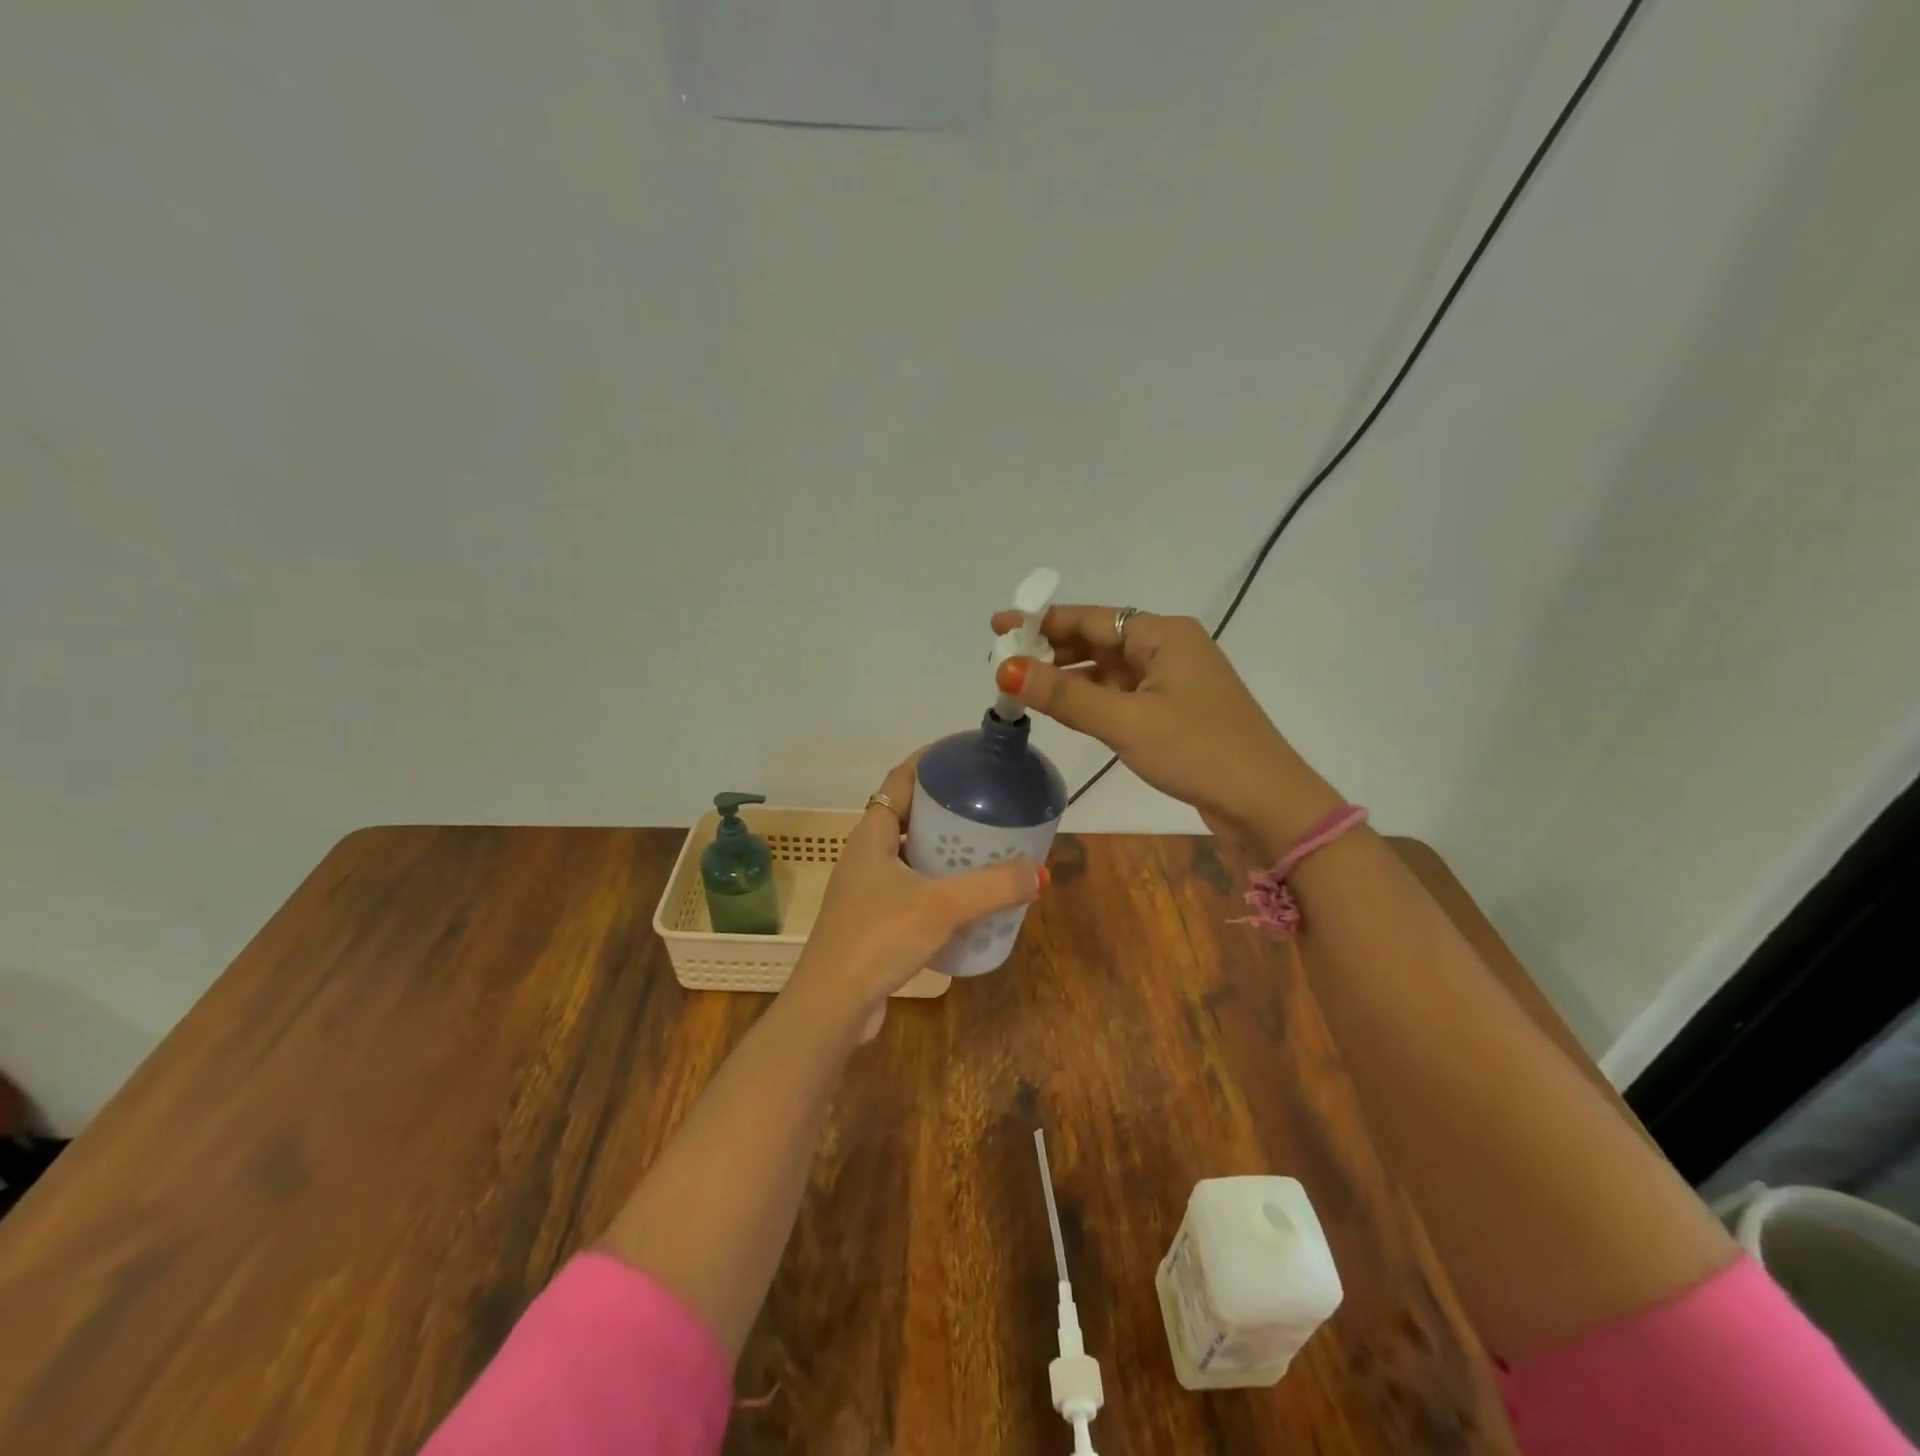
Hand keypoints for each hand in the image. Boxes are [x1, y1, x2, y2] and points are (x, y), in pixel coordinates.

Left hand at [780, 752, 1046, 1039]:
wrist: (833, 1005)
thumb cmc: (879, 938)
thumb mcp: (942, 906)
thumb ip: (993, 887)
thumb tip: (1040, 873)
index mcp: (871, 836)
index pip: (899, 781)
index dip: (929, 763)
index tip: (963, 756)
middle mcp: (865, 856)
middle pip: (907, 816)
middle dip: (945, 808)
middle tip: (986, 805)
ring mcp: (867, 891)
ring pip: (910, 856)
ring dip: (942, 850)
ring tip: (984, 848)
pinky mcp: (873, 922)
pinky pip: (911, 889)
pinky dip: (937, 886)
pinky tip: (966, 900)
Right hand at [989, 606, 1343, 859]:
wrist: (1265, 803)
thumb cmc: (1197, 750)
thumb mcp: (1124, 721)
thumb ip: (1064, 695)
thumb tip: (1006, 670)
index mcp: (1162, 635)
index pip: (1090, 618)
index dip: (1040, 621)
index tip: (998, 627)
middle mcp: (1169, 648)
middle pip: (1099, 639)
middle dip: (1051, 649)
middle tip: (1002, 661)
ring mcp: (1174, 681)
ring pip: (1109, 669)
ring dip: (1069, 676)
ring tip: (1023, 686)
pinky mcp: (1175, 711)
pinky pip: (1122, 694)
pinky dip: (1092, 698)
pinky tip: (1063, 709)